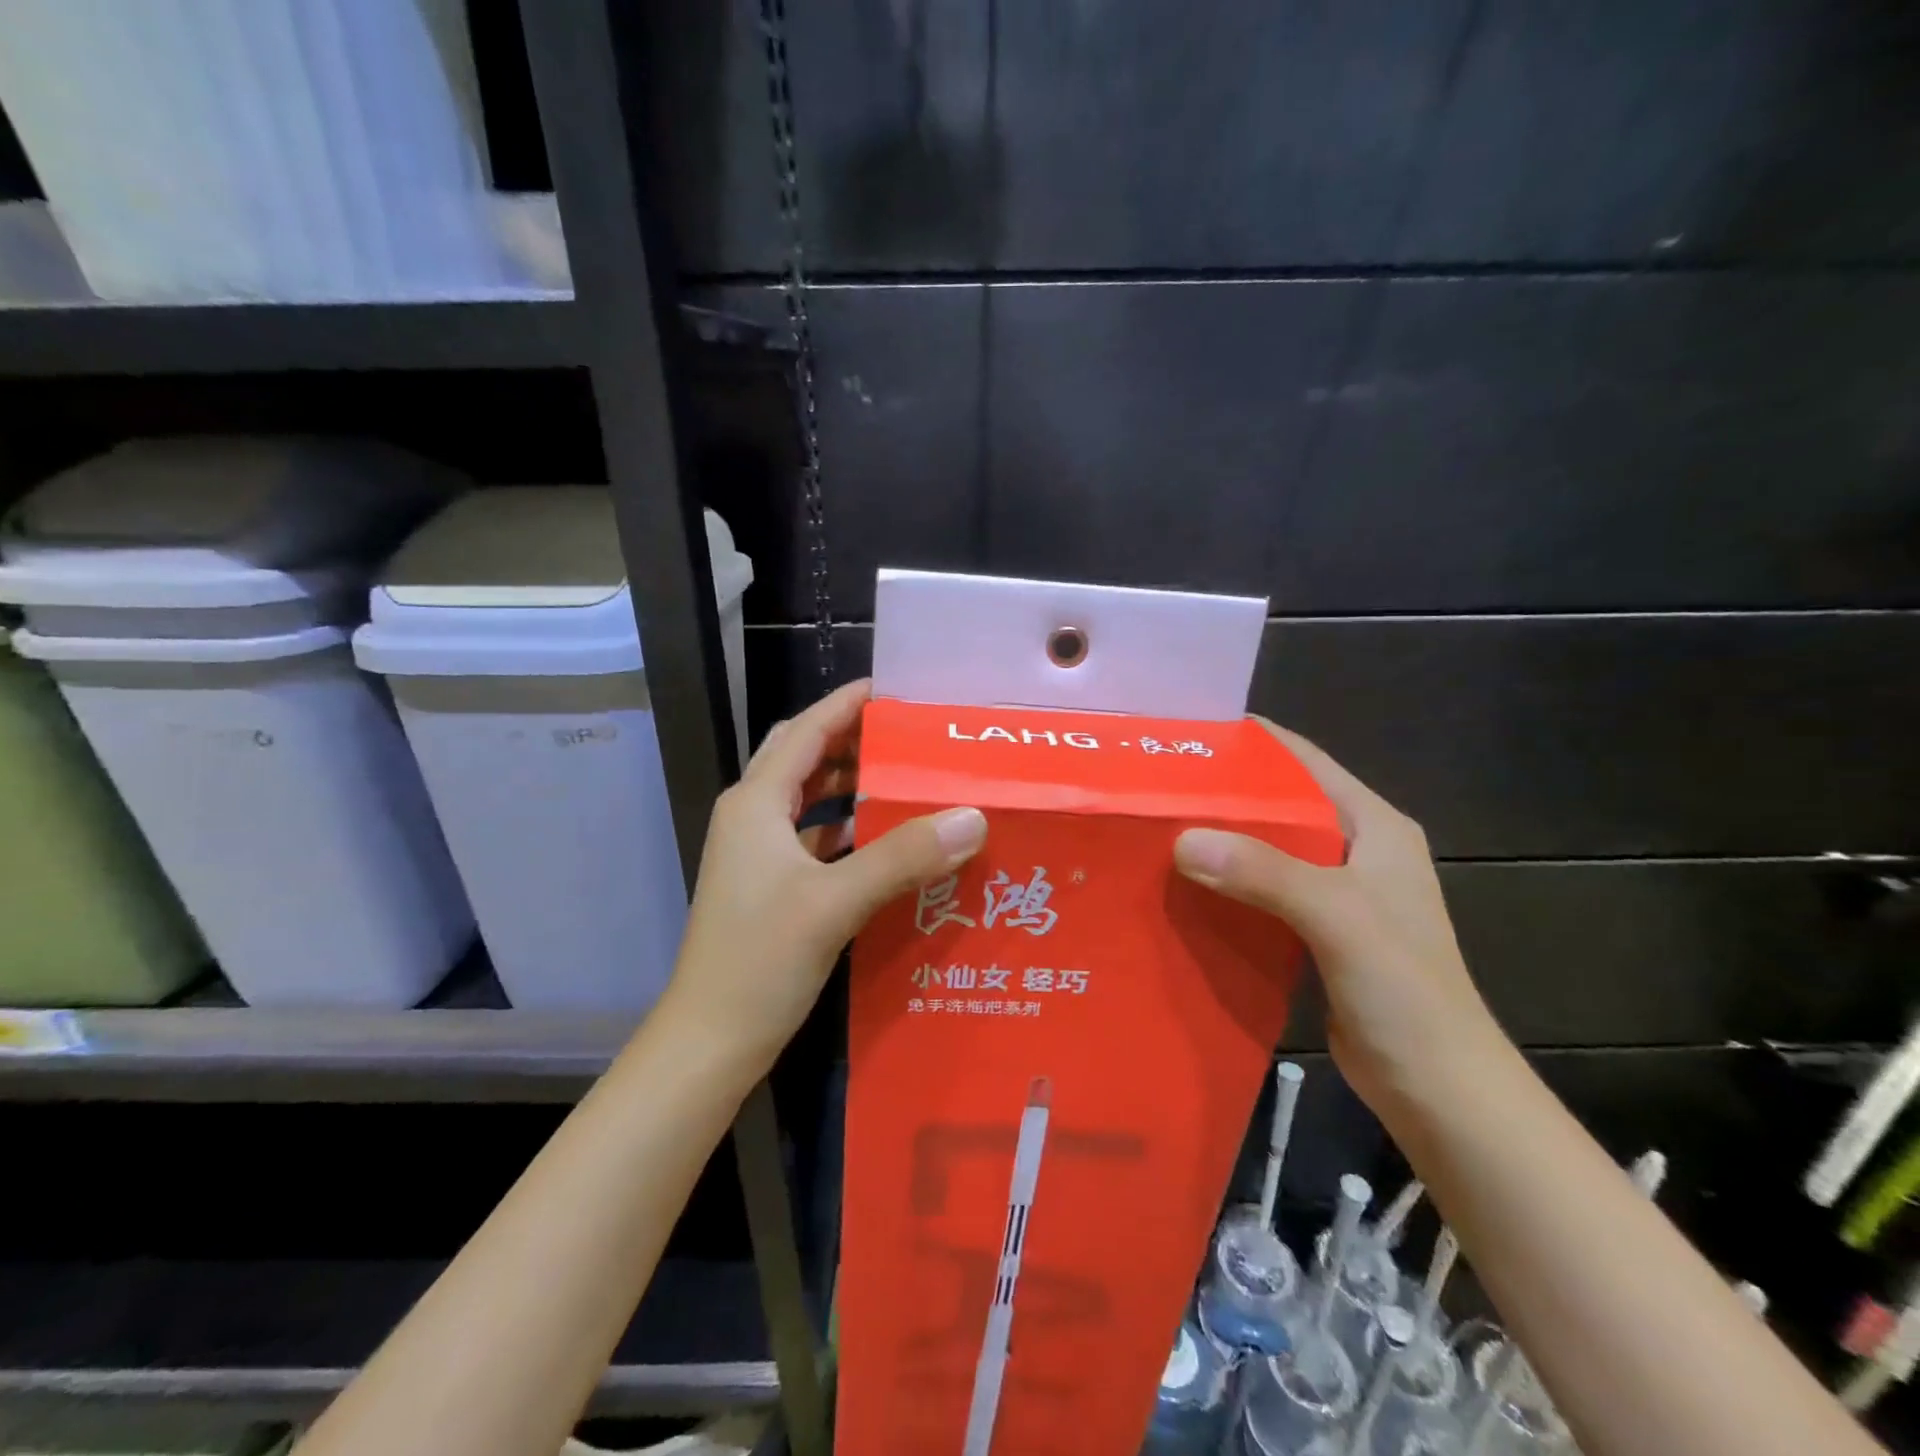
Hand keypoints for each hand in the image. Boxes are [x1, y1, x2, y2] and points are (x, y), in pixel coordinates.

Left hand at [660, 679, 987, 1078]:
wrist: (709, 1042)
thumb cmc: (759, 961)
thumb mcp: (834, 902)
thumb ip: (902, 856)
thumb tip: (972, 817)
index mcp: (756, 804)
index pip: (806, 732)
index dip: (846, 704)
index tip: (895, 689)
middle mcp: (753, 818)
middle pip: (805, 758)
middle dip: (853, 741)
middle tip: (910, 736)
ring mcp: (759, 854)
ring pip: (810, 800)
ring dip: (852, 786)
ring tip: (907, 779)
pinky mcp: (771, 886)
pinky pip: (815, 838)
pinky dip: (848, 829)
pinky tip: (887, 840)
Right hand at [1172, 720, 1503, 1121]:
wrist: (1439, 1090)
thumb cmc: (1405, 991)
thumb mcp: (1338, 917)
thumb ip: (1265, 872)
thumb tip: (1182, 839)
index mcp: (1372, 825)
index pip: (1303, 760)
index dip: (1248, 741)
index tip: (1185, 733)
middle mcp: (1352, 848)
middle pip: (1276, 803)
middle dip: (1219, 794)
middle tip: (1153, 785)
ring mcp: (1333, 893)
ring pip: (1261, 849)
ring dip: (1216, 841)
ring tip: (1153, 828)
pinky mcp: (1313, 931)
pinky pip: (1257, 892)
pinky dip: (1222, 884)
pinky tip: (1179, 886)